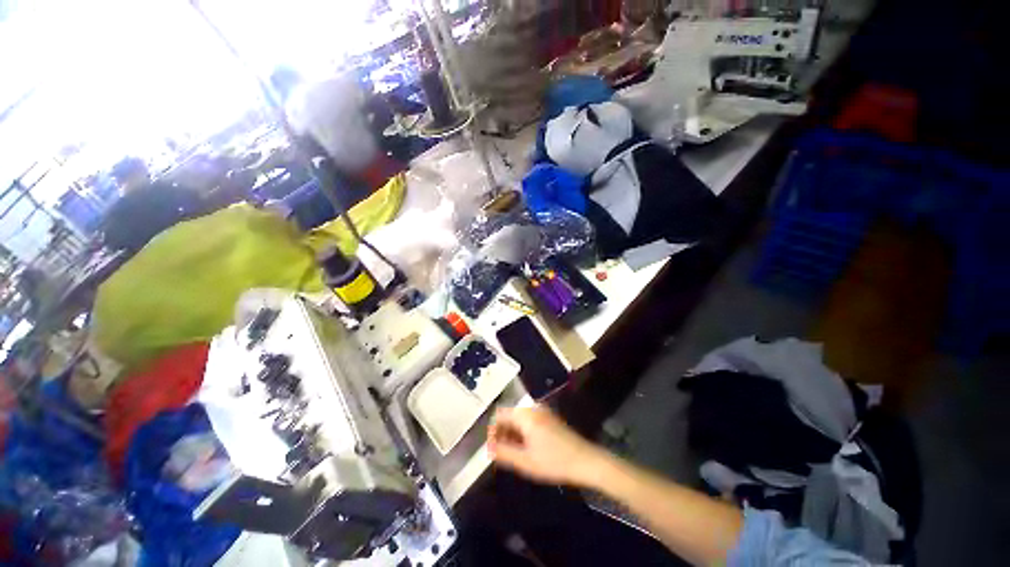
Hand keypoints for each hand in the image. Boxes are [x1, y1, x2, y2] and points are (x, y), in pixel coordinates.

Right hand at [487, 406, 606, 487]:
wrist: (585, 461)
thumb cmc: (554, 461)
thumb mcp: (525, 461)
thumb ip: (503, 453)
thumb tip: (488, 448)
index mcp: (525, 414)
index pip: (499, 415)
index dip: (491, 430)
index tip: (489, 448)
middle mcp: (532, 408)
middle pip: (509, 416)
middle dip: (501, 433)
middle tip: (499, 453)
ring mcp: (542, 412)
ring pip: (519, 419)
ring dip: (512, 434)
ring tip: (511, 453)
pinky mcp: (549, 418)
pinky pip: (528, 421)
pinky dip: (522, 433)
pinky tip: (524, 449)